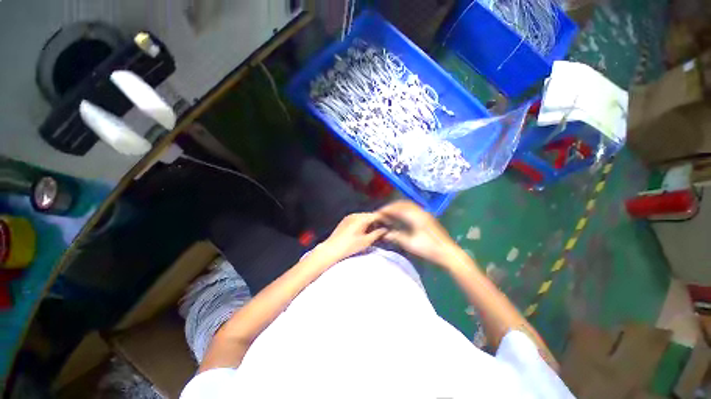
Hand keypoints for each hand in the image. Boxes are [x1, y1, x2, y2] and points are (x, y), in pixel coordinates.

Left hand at [313, 212, 387, 264]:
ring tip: (373, 232)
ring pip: (363, 217)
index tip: (389, 225)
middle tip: (382, 230)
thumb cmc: (350, 246)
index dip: (384, 220)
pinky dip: (362, 223)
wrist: (331, 249)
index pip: (377, 216)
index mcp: (361, 218)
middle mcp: (355, 215)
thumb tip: (385, 229)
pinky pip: (357, 219)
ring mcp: (349, 217)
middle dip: (377, 222)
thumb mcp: (366, 241)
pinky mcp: (345, 220)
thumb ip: (377, 234)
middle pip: (370, 216)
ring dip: (369, 223)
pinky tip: (363, 231)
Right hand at [377, 200, 460, 265]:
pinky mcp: (428, 217)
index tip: (379, 212)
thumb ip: (397, 237)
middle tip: (383, 211)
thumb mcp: (411, 244)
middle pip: (403, 204)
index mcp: (416, 217)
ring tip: (390, 212)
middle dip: (392, 206)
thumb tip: (385, 234)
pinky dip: (404, 209)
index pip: (398, 208)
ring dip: (398, 207)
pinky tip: (401, 216)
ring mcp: (425, 214)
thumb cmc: (429, 249)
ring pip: (409, 205)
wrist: (448, 252)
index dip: (387, 209)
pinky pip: (413, 208)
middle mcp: (421, 212)